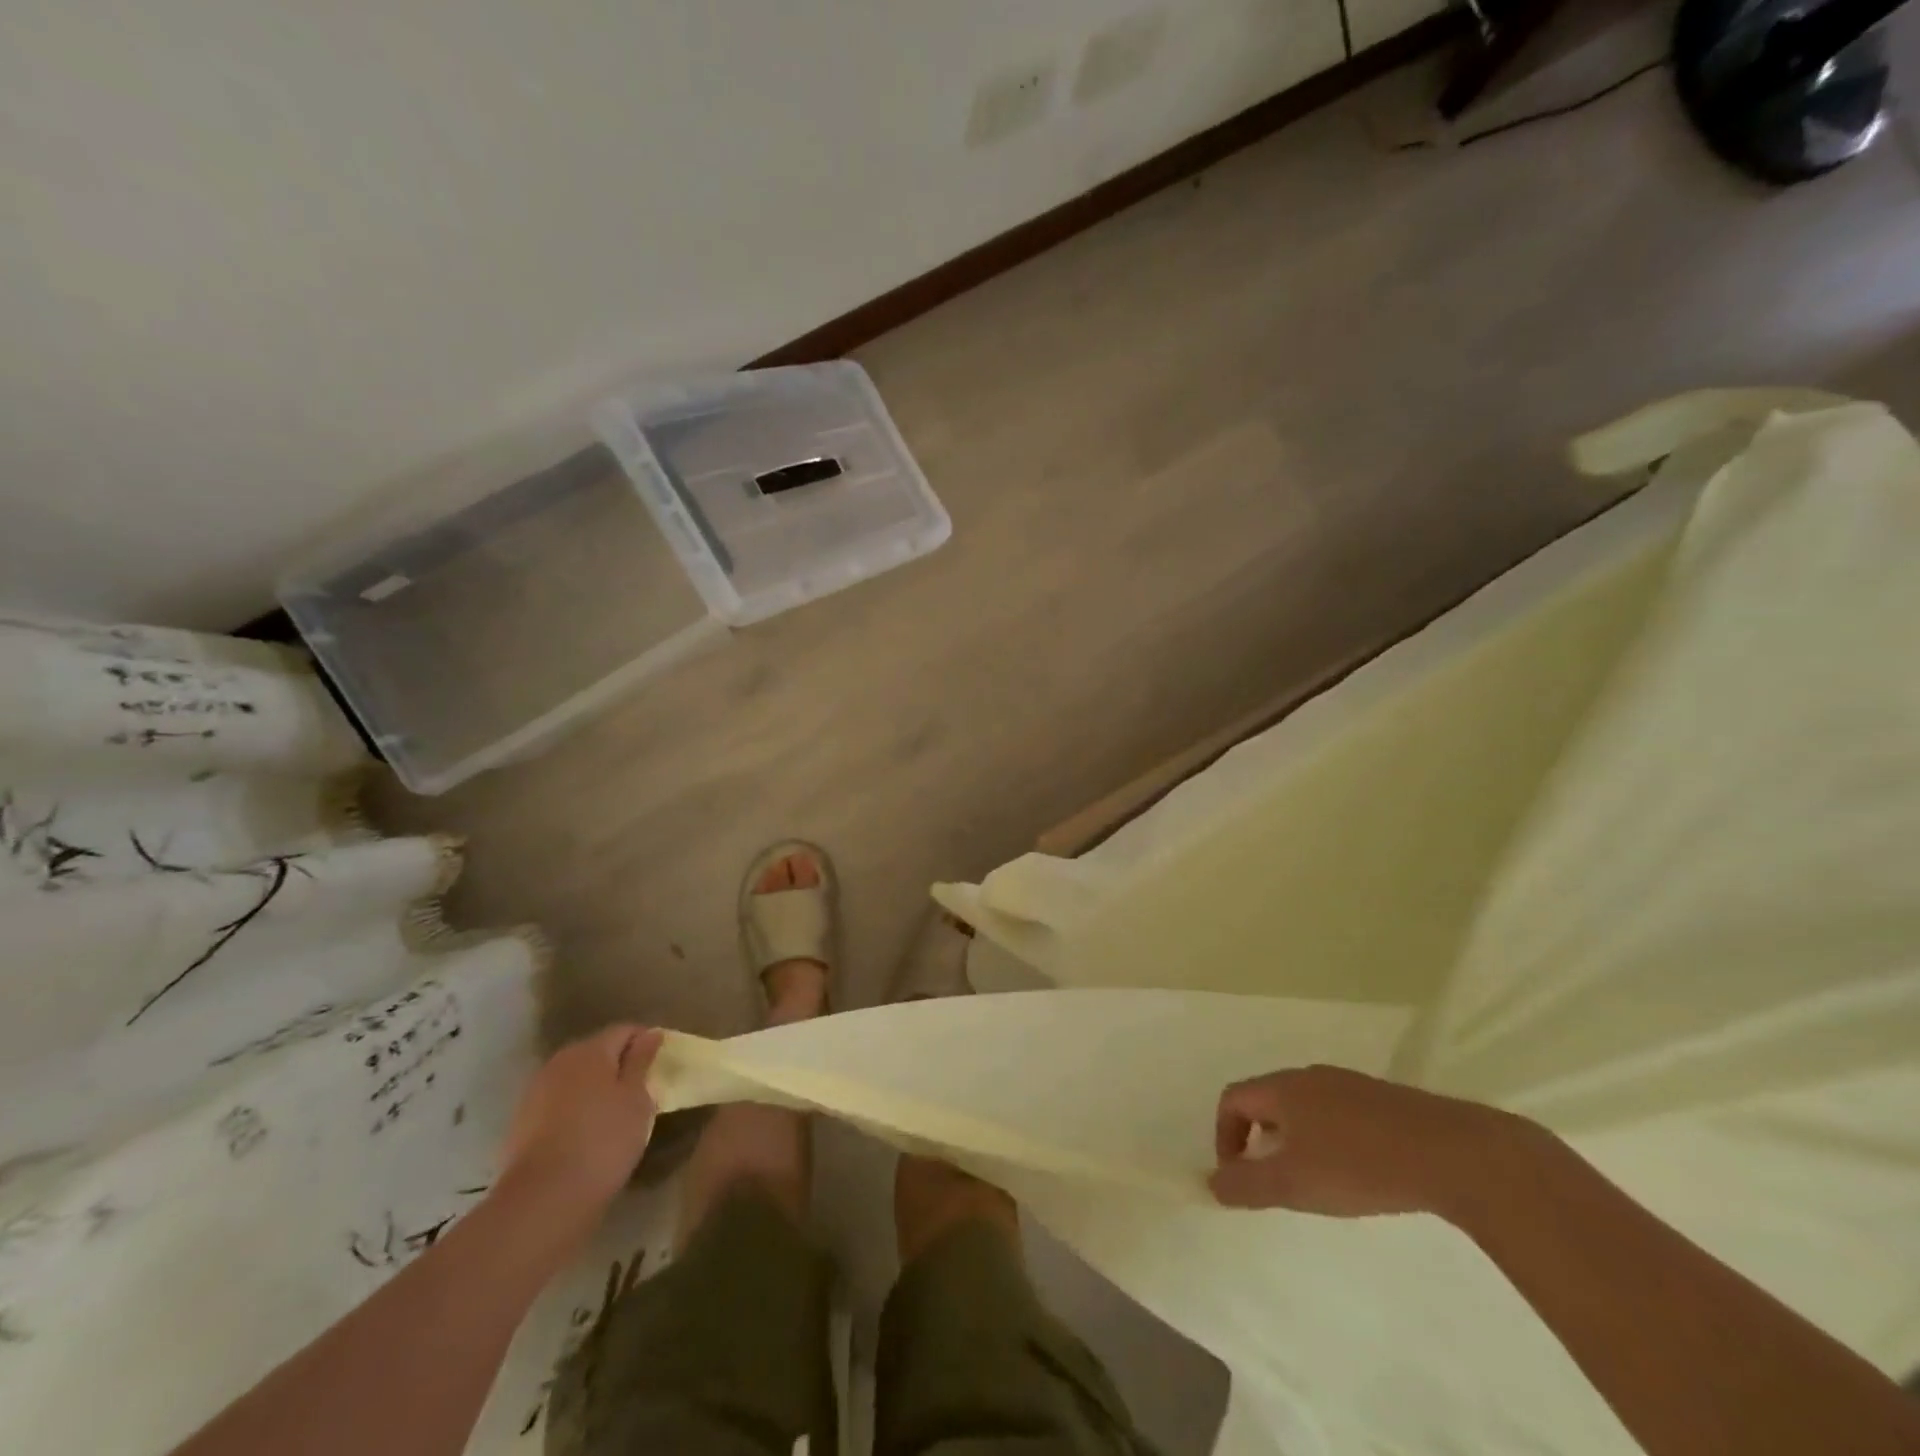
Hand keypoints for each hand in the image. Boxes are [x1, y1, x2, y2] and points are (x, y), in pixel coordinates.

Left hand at [499, 1025, 662, 1215]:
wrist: (543, 1199)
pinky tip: (585, 1133)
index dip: (645, 1042)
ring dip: (595, 1087)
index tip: (660, 1065)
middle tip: (639, 1090)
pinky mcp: (521, 1122)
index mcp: (591, 1050)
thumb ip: (642, 1062)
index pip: (625, 1030)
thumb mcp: (637, 1099)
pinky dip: (574, 1109)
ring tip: (613, 1114)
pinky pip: (558, 1102)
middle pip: (597, 1051)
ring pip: (575, 1078)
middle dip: (618, 1064)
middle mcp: (560, 1061)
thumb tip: (650, 1033)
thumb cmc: (604, 1140)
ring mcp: (536, 1091)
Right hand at [1208, 1064, 1532, 1218]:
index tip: (1239, 1177)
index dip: (1224, 1136)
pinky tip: (1358, 1172)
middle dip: (1260, 1140)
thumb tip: (1211, 1183)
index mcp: (1283, 1088)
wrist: (1452, 1153)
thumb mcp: (1294, 1184)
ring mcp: (1349, 1084)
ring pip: (1304, 1107)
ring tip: (1317, 1182)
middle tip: (1275, 1182)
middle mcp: (1309, 1076)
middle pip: (1267, 1100)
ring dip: (1295, 1141)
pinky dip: (1329, 1139)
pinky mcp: (1382, 1099)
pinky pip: (1338, 1113)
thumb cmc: (1360, 1165)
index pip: (1233, 1099)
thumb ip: (1247, 1185)